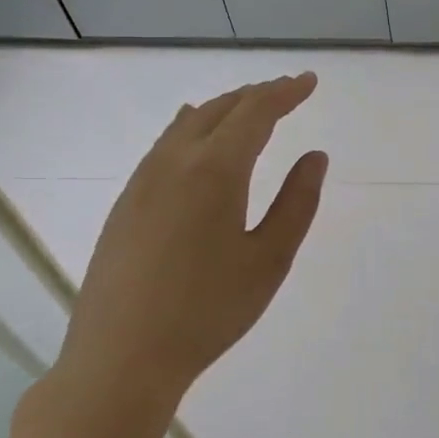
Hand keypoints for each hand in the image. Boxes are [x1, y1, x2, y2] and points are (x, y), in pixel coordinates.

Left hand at [7, 75, 326, 437]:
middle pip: (218, 110)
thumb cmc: (209, 311)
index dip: (285, 93)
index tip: (310, 82)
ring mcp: (142, 181)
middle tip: (288, 92)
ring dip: (222, 109)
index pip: (255, 113)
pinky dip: (192, 129)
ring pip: (186, 125)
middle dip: (256, 95)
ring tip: (248, 109)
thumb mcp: (269, 259)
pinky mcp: (125, 204)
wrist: (122, 356)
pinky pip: (164, 146)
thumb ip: (297, 203)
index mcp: (215, 171)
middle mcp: (173, 162)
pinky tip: (194, 137)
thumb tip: (316, 157)